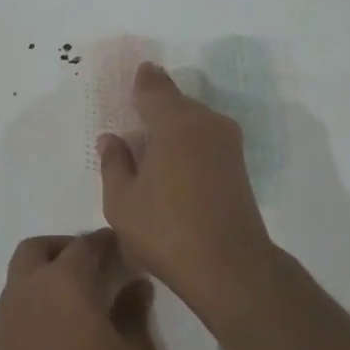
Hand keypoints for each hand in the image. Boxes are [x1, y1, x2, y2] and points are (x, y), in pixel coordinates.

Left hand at [0, 231, 158, 349]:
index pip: (85, 245)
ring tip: (75, 305)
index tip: (122, 248)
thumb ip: (134, 315)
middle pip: (37, 249)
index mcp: (64, 283)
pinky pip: (14, 314)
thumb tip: (135, 286)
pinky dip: (33, 311)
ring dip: (44, 279)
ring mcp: (4, 321)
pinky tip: (56, 339)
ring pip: (20, 280)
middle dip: (63, 249)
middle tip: (91, 267)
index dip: (105, 242)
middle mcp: (27, 290)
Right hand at [97, 62, 274, 293]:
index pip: (153, 86)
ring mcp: (227, 143)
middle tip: (131, 123)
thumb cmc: (166, 231)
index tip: (130, 81)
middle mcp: (205, 122)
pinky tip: (171, 167)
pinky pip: (204, 139)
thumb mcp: (122, 201)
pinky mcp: (238, 166)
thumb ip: (114, 164)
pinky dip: (187, 144)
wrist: (230, 268)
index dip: (140, 81)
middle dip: (154, 107)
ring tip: (148, 150)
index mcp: (174, 122)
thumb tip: (112, 139)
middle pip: (175, 103)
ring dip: (172, 128)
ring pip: (192, 121)